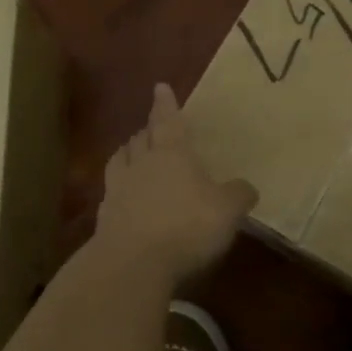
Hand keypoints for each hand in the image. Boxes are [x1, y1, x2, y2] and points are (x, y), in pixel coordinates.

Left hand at [95, 83, 257, 282]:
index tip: (160, 87)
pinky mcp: (105, 217)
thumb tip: (247, 188)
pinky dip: (119, 188)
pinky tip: (123, 196)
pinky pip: (111, 192)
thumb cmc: (187, 226)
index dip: (166, 104)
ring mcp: (118, 189)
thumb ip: (238, 195)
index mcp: (172, 154)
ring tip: (132, 153)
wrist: (133, 263)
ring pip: (120, 160)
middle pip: (141, 138)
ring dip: (128, 153)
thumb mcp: (227, 211)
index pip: (169, 121)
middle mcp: (142, 164)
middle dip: (148, 131)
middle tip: (152, 128)